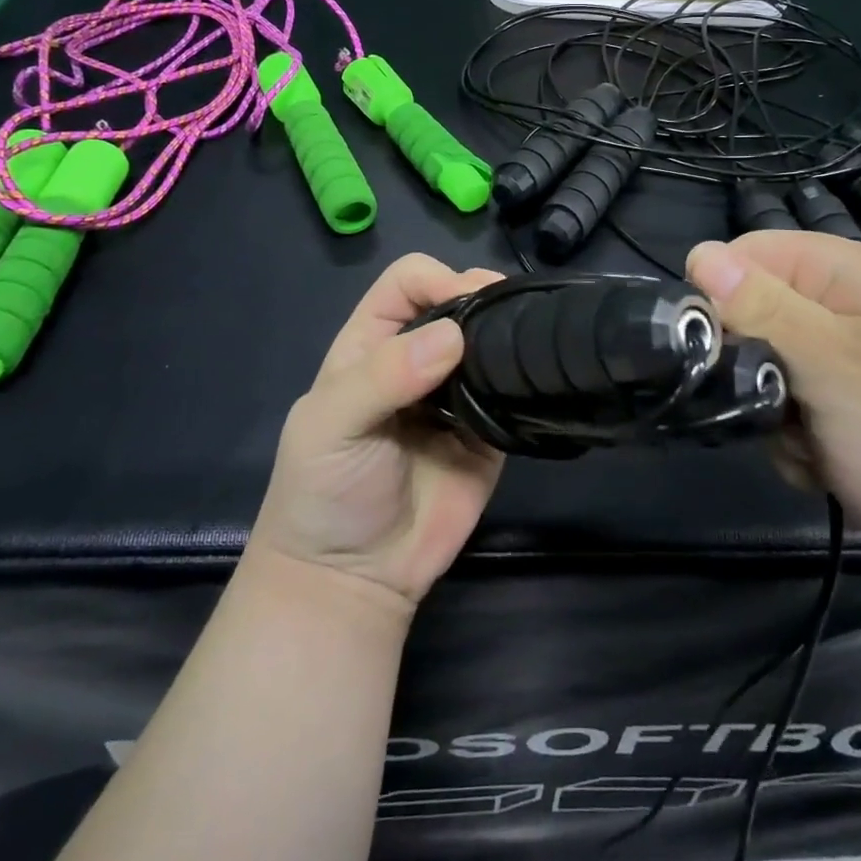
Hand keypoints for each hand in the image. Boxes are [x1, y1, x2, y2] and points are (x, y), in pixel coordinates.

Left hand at [249, 254, 506, 607]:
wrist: (352, 582)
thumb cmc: (323, 492)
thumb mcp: (331, 426)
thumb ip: (384, 376)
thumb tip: (454, 336)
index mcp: (372, 343)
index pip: (407, 282)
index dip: (437, 278)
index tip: (466, 300)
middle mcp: (417, 359)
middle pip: (457, 302)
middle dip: (483, 296)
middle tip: (509, 314)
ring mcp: (457, 394)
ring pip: (490, 341)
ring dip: (510, 331)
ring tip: (530, 339)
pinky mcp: (489, 431)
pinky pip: (512, 391)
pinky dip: (526, 378)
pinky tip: (538, 375)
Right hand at [685, 232, 860, 593]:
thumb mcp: (832, 369)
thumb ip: (762, 309)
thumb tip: (700, 253)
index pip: (758, 251)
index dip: (723, 291)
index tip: (711, 347)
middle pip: (769, 313)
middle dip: (755, 367)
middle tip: (772, 410)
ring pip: (787, 370)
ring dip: (781, 414)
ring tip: (812, 451)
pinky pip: (818, 411)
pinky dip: (811, 441)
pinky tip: (831, 472)